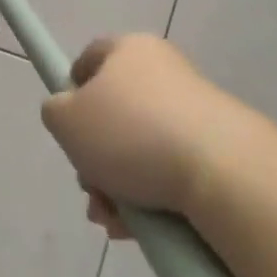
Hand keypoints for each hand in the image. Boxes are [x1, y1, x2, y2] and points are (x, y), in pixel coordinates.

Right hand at [40, 34, 237, 229]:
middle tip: (89, 188)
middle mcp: (164, 71)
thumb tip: (69, 114)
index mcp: (130, 50)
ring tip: (112, 217)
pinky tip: (138, 226)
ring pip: (137, 149)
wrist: (221, 171)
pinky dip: (147, 196)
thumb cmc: (130, 133)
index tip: (67, 127)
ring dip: (115, 185)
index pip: (90, 58)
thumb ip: (54, 111)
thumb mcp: (64, 119)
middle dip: (93, 157)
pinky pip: (168, 169)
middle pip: (112, 113)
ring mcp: (193, 110)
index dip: (71, 90)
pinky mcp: (216, 147)